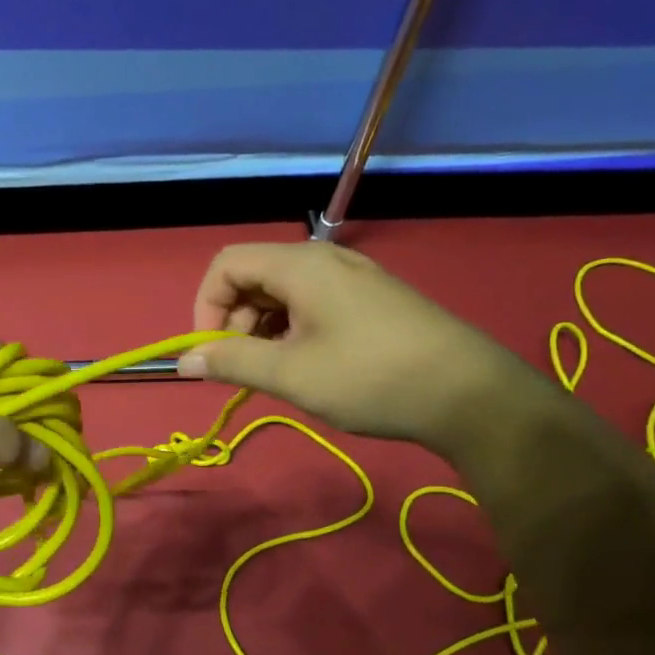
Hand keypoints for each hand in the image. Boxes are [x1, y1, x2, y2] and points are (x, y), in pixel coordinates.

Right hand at [180, 242, 534, 453]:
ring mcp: (352, 278)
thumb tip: (185, 361)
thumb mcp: (291, 375)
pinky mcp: (371, 300)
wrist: (469, 394)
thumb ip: (232, 363)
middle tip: (244, 369)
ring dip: (262, 330)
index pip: (226, 264)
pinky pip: (312, 304)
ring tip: (273, 374)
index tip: (212, 353)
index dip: (206, 307)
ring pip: (282, 293)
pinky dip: (292, 331)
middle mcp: (324, 260)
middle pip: (253, 276)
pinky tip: (305, 367)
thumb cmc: (369, 378)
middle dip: (234, 322)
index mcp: (301, 265)